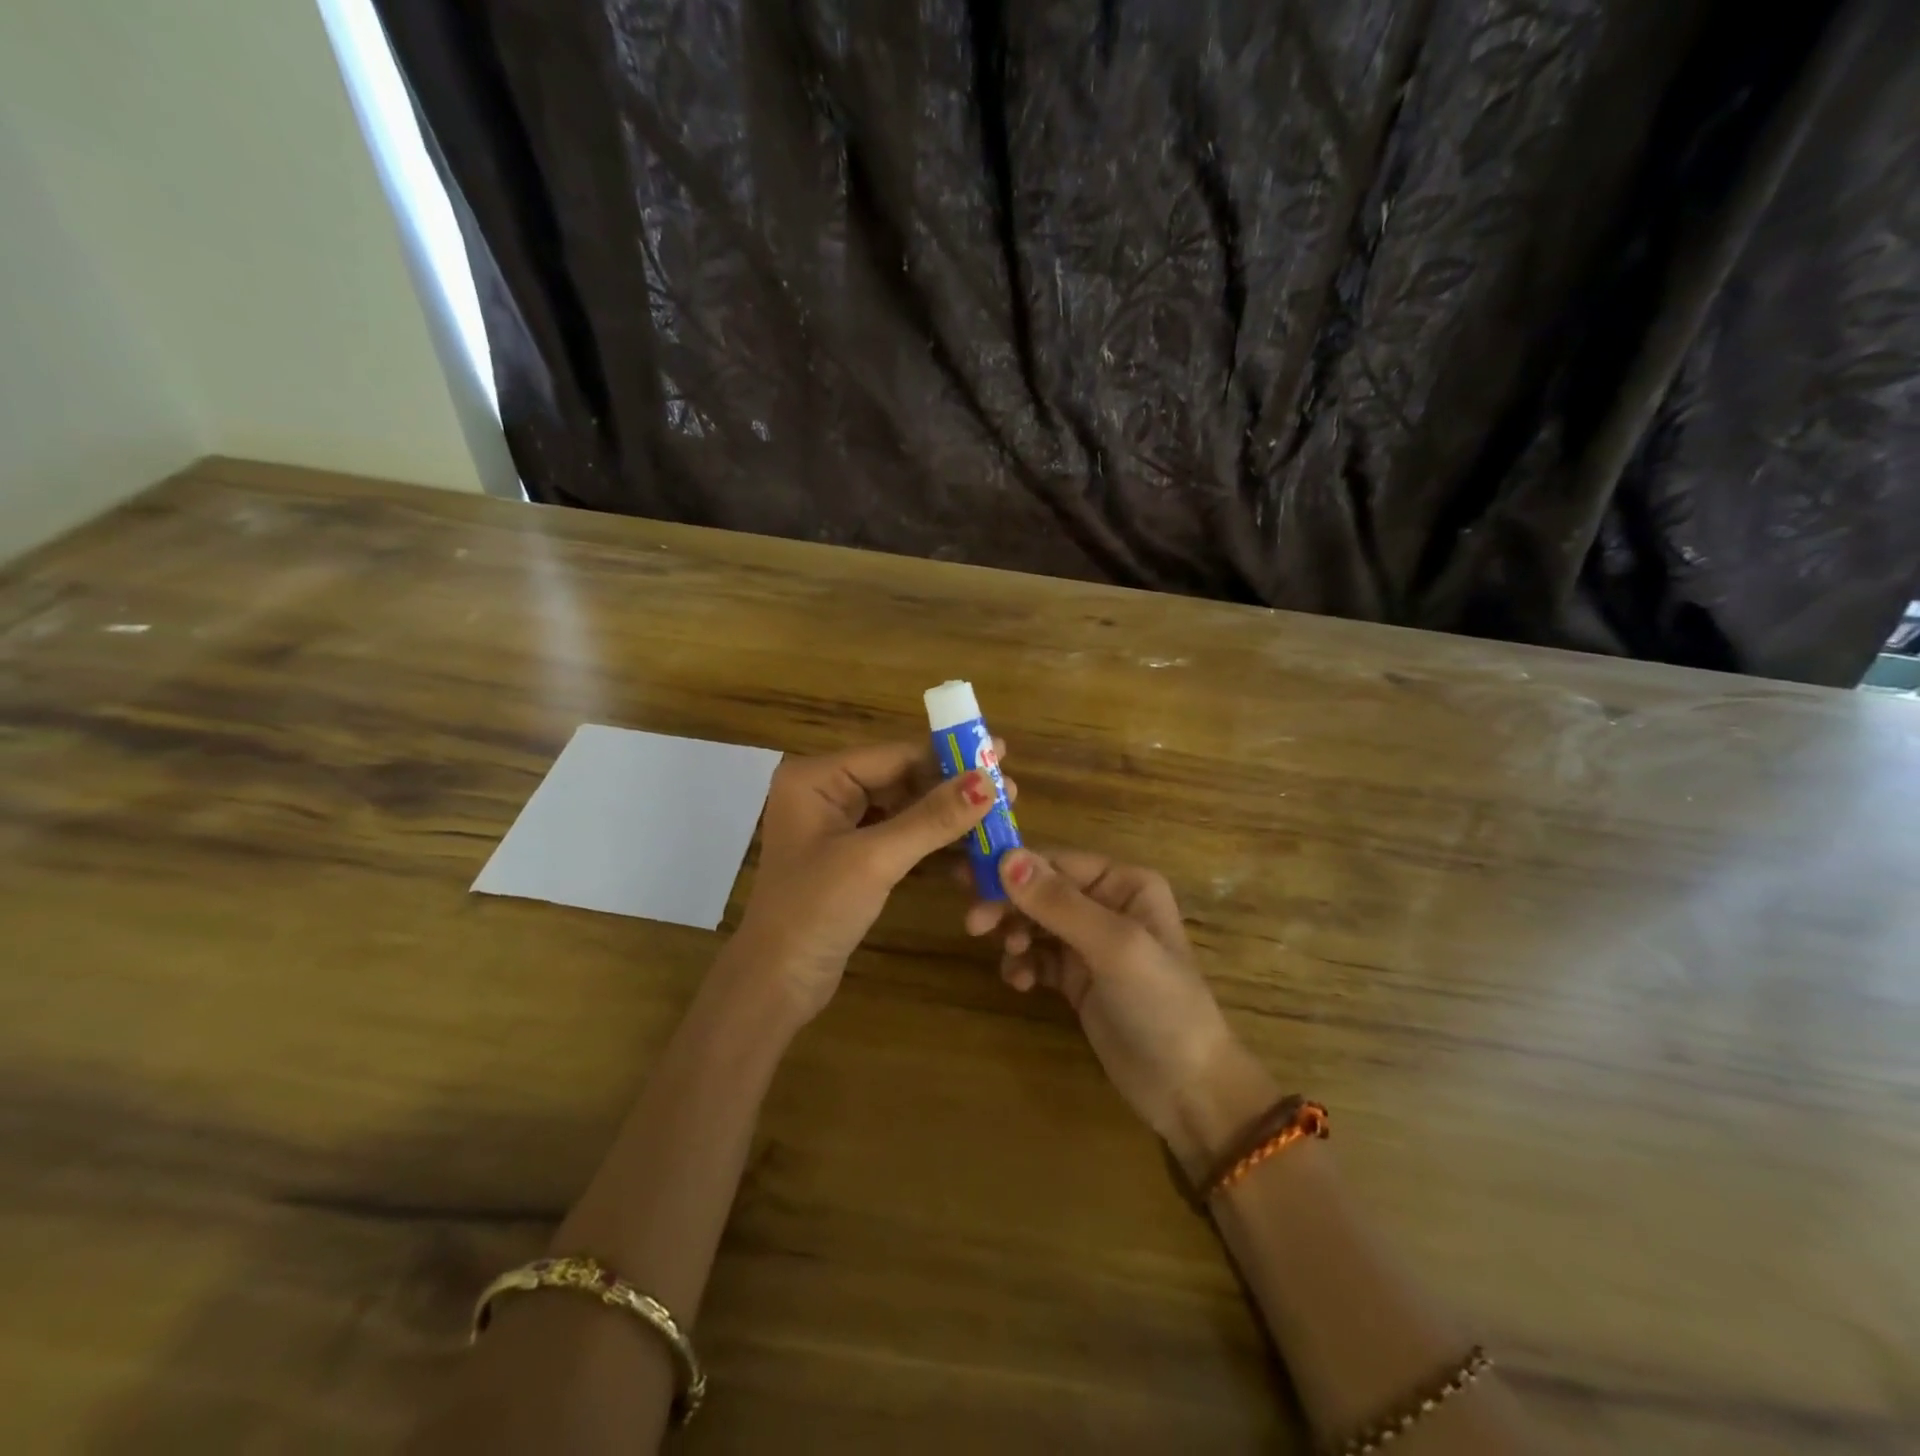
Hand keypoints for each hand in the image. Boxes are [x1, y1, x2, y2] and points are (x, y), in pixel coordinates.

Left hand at [733, 741, 1013, 1024]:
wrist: (777, 983)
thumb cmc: (815, 910)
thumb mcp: (875, 860)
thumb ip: (932, 819)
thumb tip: (988, 781)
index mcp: (816, 778)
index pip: (893, 755)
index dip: (949, 757)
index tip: (1000, 756)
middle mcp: (825, 792)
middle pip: (901, 779)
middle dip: (952, 789)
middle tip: (1007, 792)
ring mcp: (838, 826)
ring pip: (904, 809)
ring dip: (946, 818)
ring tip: (997, 819)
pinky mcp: (851, 857)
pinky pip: (898, 836)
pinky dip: (930, 843)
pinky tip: (969, 849)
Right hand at [966, 848, 1279, 1177]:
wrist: (1187, 1089)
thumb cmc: (1160, 1004)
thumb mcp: (1113, 947)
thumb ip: (1059, 903)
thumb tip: (1006, 857)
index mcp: (1124, 883)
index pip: (1057, 862)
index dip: (1013, 868)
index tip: (968, 881)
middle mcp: (1107, 903)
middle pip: (1040, 890)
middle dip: (1008, 904)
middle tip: (974, 925)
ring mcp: (1091, 943)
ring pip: (1034, 922)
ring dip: (1014, 935)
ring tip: (1013, 960)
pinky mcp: (1077, 978)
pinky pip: (1038, 956)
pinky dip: (1024, 964)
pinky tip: (1022, 983)